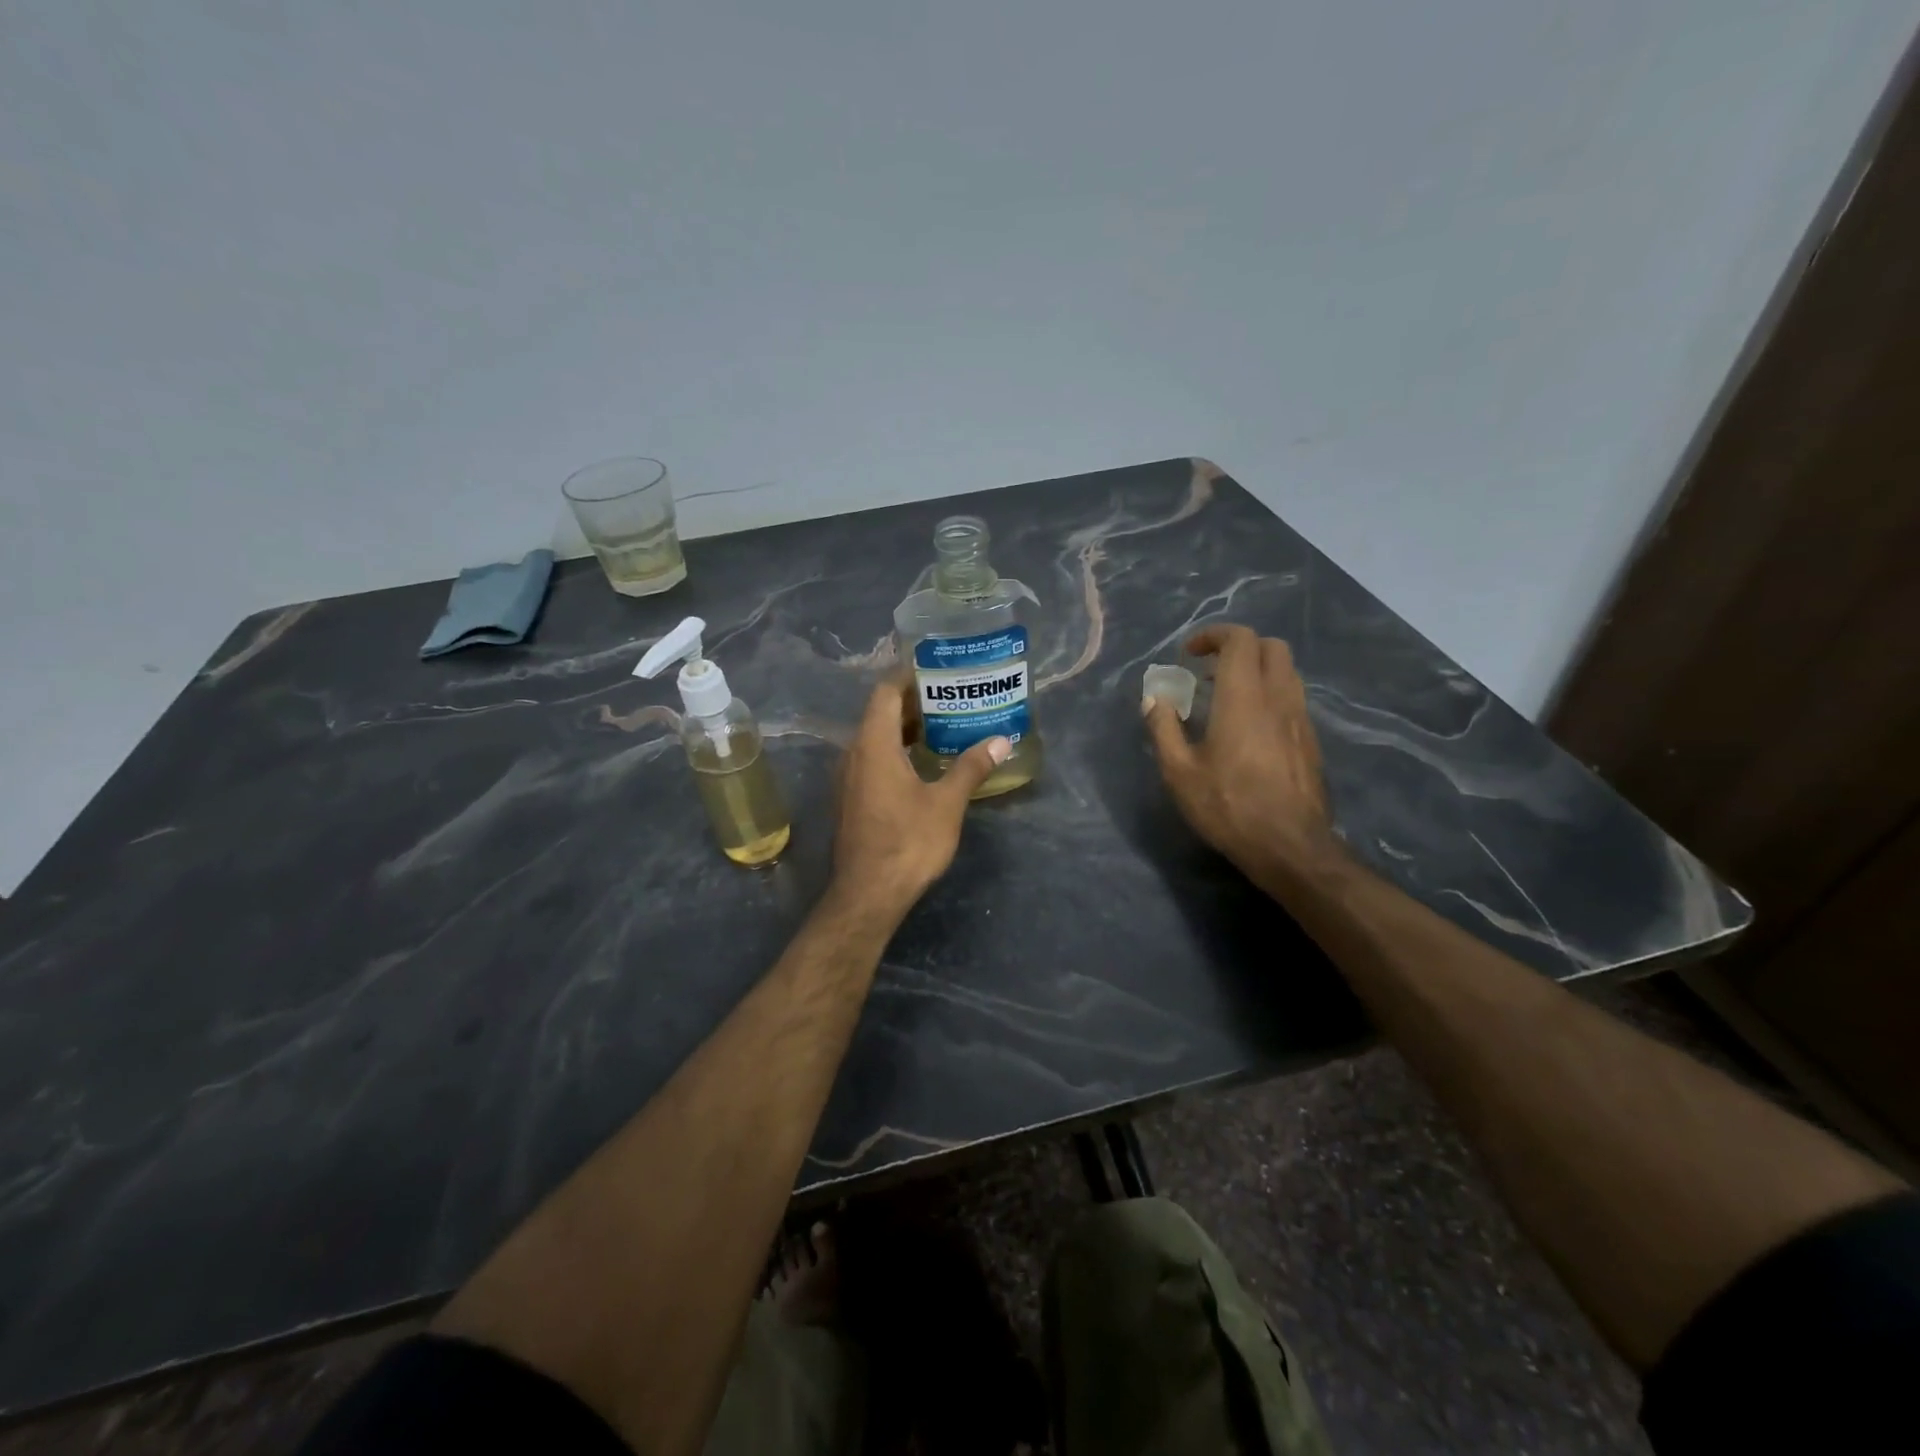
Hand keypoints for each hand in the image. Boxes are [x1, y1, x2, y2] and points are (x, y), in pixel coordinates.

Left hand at [830, 679, 1009, 917]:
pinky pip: (872, 759)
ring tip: (943, 725)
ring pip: (875, 738)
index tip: (936, 668)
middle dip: (914, 702)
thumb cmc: (907, 843)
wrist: (868, 894)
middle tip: (951, 696)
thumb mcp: (946, 803)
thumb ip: (971, 767)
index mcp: (874, 744)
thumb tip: (1001, 740)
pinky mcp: (851, 798)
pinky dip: (896, 751)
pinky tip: (923, 763)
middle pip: (880, 713)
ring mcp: (848, 778)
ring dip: (905, 728)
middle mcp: (854, 753)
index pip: (885, 692)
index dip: (908, 675)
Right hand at [1144, 624, 1341, 890]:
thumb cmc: (1229, 807)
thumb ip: (1164, 728)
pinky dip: (1269, 693)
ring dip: (1256, 670)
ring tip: (1226, 697)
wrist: (1290, 846)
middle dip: (1238, 647)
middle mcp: (1278, 698)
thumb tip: (1153, 699)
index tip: (1189, 655)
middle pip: (1270, 646)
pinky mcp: (1310, 740)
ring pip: (1286, 671)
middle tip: (1209, 671)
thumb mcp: (1179, 772)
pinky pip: (1292, 697)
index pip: (1240, 640)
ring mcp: (1300, 718)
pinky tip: (1249, 727)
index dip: (1213, 636)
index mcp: (1244, 698)